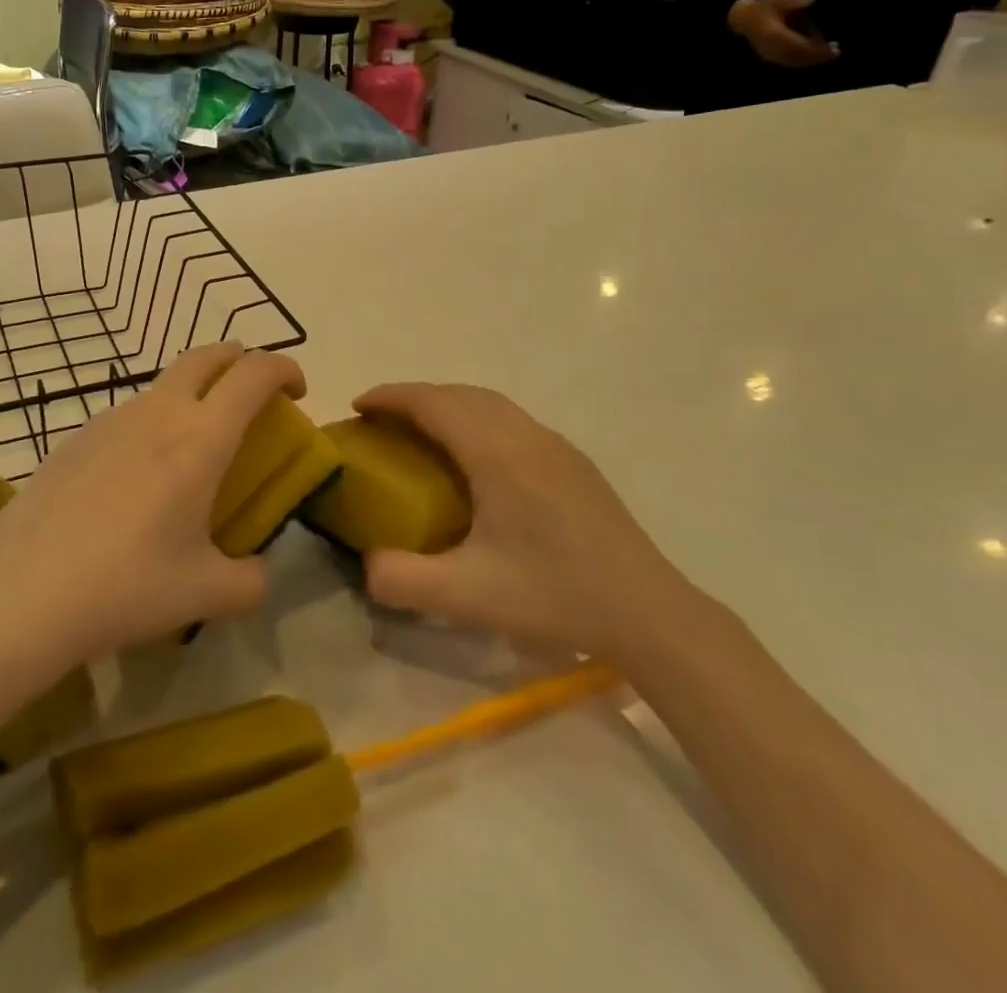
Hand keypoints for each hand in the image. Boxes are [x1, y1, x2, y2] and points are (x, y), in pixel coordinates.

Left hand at [0, 342, 304, 662]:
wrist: (21, 594)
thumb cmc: (127, 586)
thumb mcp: (207, 594)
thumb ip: (252, 580)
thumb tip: (258, 571)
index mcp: (201, 438)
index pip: (254, 373)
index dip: (285, 369)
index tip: (297, 393)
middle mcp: (158, 413)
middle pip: (207, 355)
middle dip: (239, 360)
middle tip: (252, 395)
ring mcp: (110, 419)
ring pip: (164, 384)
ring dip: (193, 394)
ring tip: (194, 447)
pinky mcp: (75, 438)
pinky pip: (129, 414)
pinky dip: (153, 423)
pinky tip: (138, 479)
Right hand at [354, 384, 699, 661]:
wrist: (649, 612)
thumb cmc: (554, 596)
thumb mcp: (465, 596)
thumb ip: (400, 578)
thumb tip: (365, 563)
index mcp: (497, 453)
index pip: (433, 402)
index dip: (390, 397)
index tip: (357, 407)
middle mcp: (526, 435)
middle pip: (459, 394)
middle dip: (414, 398)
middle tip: (382, 423)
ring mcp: (555, 445)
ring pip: (489, 404)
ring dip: (448, 405)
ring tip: (421, 434)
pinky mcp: (574, 462)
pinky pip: (512, 420)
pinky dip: (477, 420)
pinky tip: (476, 461)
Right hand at [730, 0, 838, 67]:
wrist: (743, 18)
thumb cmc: (763, 7)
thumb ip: (795, 1)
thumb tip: (813, 0)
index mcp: (773, 34)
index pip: (798, 45)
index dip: (815, 49)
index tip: (832, 47)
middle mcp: (770, 47)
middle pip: (797, 56)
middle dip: (816, 56)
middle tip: (835, 52)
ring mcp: (768, 53)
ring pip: (793, 61)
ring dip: (810, 60)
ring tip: (828, 54)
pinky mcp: (769, 56)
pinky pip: (787, 61)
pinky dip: (801, 61)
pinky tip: (812, 57)